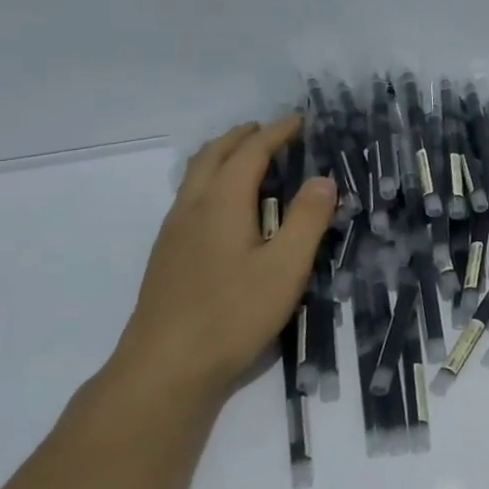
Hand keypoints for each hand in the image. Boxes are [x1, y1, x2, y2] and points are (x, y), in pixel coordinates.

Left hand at [113, 115, 334, 397]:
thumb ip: (307, 219)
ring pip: (195, 177)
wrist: (165, 368)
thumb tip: (323, 179)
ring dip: (222, 157)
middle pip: (212, 156)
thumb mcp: (286, 267)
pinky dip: (212, 182)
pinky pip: (190, 199)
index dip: (275, 133)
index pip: (250, 153)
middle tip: (269, 130)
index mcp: (222, 204)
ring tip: (248, 160)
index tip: (299, 120)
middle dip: (241, 137)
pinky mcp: (167, 257)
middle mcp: (192, 209)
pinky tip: (226, 208)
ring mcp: (173, 233)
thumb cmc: (233, 314)